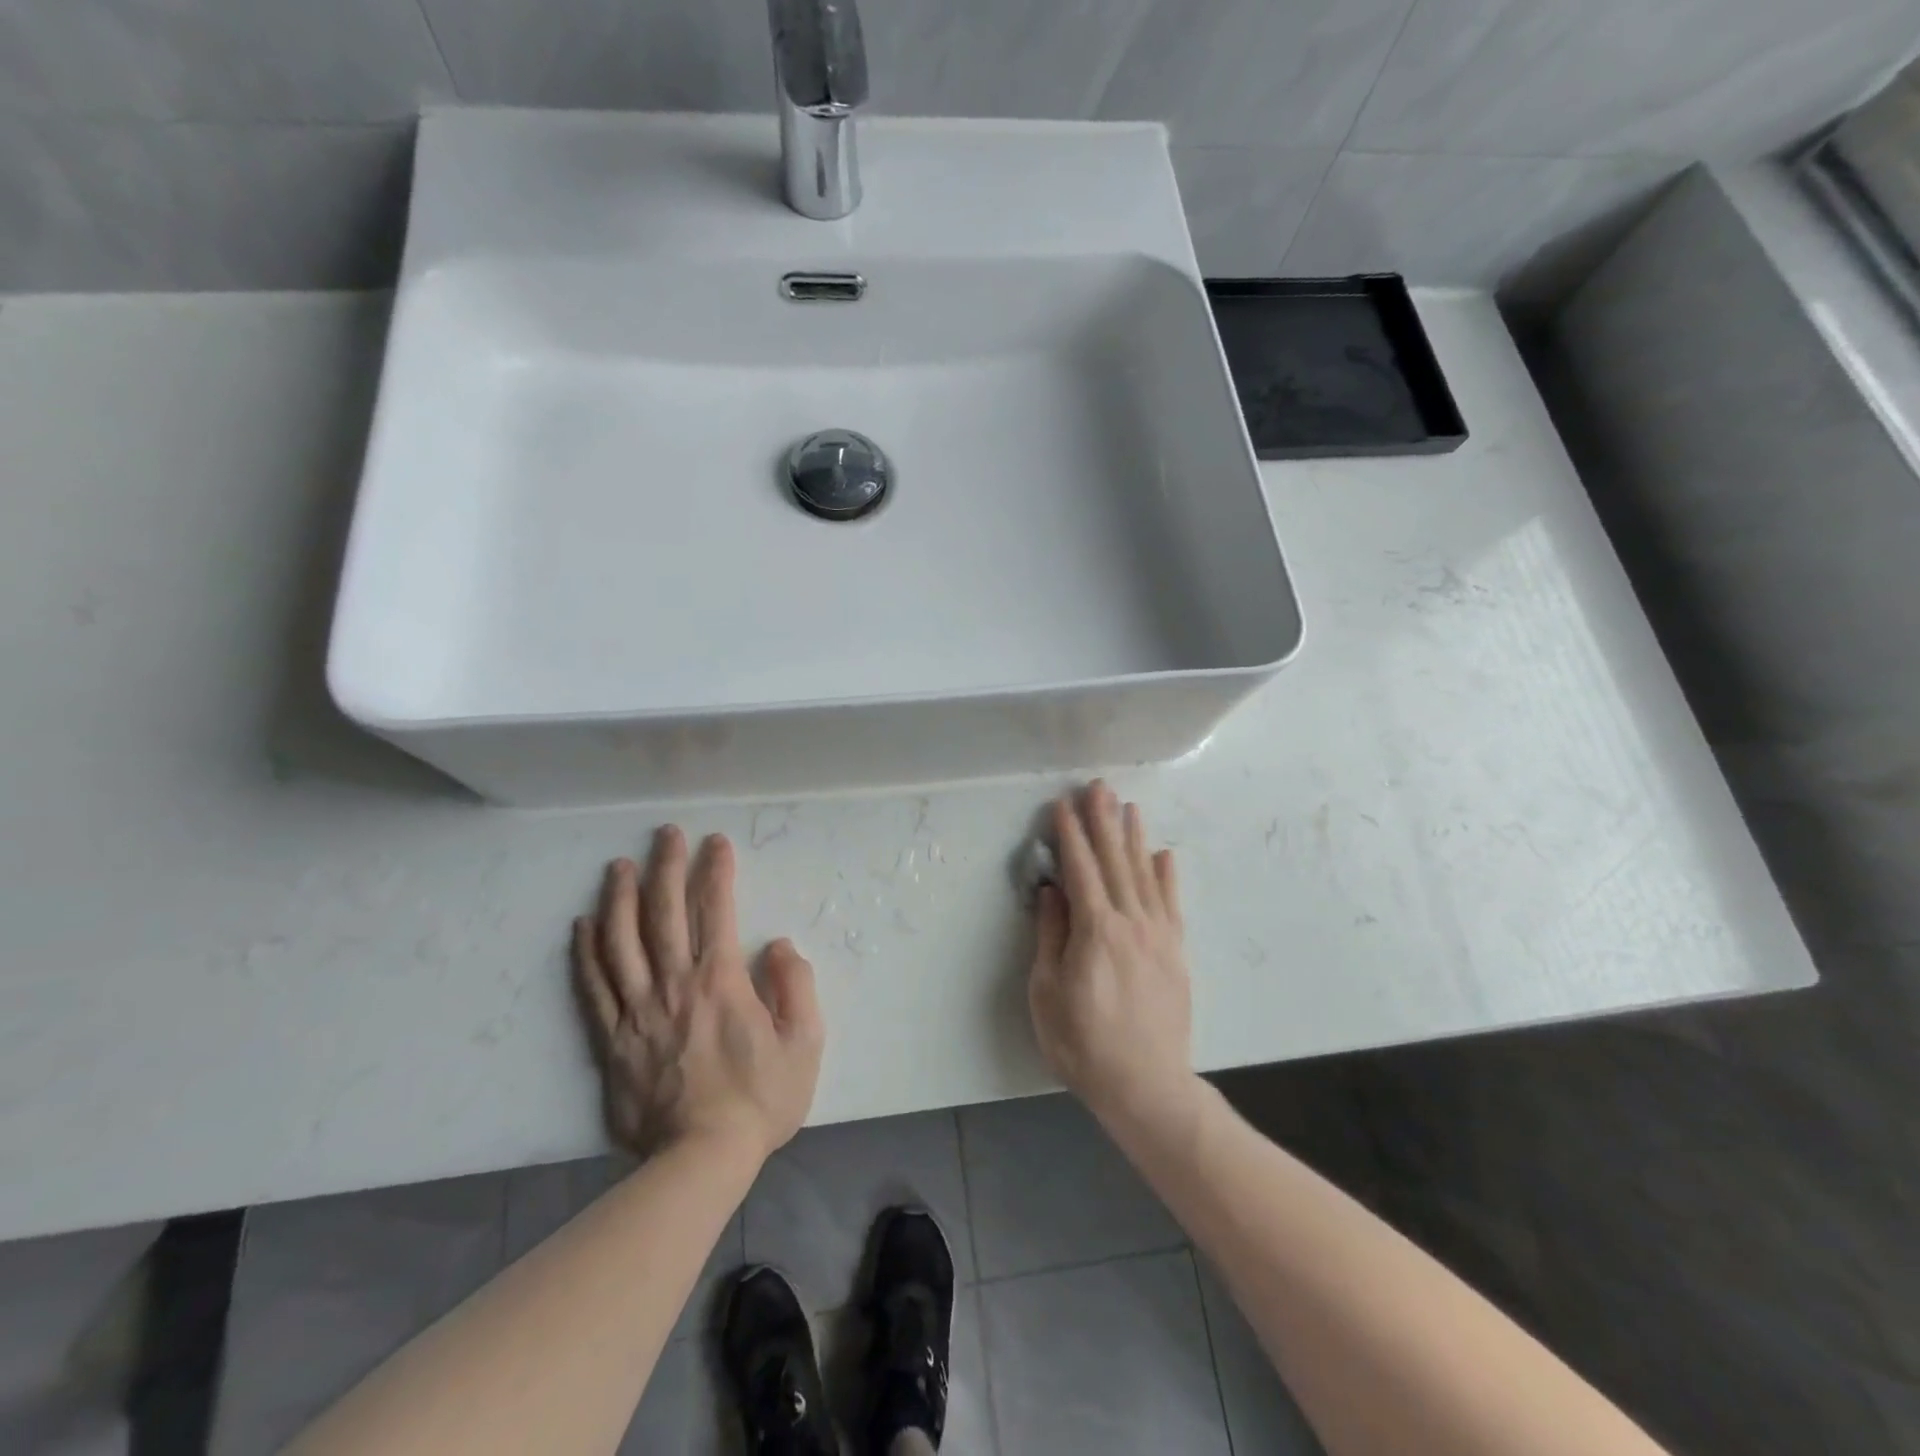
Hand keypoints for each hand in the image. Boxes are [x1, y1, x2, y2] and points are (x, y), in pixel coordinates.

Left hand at [573, 826, 824, 1164]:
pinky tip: (583, 924)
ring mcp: (636, 1011)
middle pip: (664, 913)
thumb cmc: (760, 1100)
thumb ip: (796, 986)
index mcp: (721, 981)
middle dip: (666, 866)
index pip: (717, 910)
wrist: (700, 1161)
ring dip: (619, 898)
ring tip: (618, 866)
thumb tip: (778, 945)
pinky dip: (585, 952)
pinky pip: (592, 987)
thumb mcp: (805, 1043)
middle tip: (666, 834)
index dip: (716, 870)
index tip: (716, 842)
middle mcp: (674, 985)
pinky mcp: (610, 1040)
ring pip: (620, 942)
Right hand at [1029, 782, 1194, 1130]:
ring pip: (1145, 874)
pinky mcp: (1175, 951)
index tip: (1062, 805)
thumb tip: (1053, 890)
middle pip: (1115, 861)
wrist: (1147, 1086)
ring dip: (1134, 837)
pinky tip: (1164, 854)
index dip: (1070, 835)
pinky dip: (1167, 875)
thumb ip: (1051, 935)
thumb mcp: (1048, 992)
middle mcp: (1131, 922)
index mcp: (1096, 930)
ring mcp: (1159, 935)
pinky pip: (1171, 903)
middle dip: (1104, 821)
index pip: (1080, 870)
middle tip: (1098, 787)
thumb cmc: (1083, 1043)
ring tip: (1128, 806)